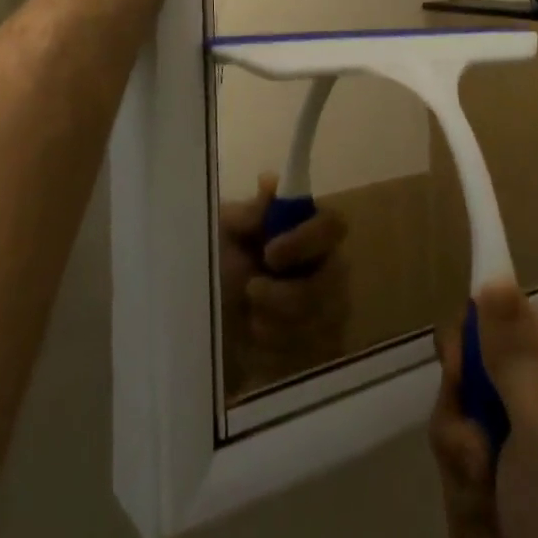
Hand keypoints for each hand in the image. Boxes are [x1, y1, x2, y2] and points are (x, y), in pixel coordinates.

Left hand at [218, 174, 351, 394]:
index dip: (307, 239)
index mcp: (304, 231)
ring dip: (277, 325)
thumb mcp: (220, 237)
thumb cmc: (214, 272)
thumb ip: (247, 214)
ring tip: (248, 321)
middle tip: (251, 292)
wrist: (203, 336)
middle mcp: (326, 267)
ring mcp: (329, 310)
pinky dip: (279, 352)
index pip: (333, 225)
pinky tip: (257, 345)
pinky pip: (316, 354)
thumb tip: (271, 182)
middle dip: (288, 296)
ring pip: (324, 322)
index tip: (270, 254)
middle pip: (333, 281)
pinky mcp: (323, 350)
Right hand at [430, 282, 537, 537]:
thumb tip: (493, 273)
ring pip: (453, 438)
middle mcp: (537, 392)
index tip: (461, 386)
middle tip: (483, 467)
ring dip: (464, 488)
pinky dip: (473, 522)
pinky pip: (460, 486)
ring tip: (499, 524)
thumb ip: (512, 353)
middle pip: (459, 382)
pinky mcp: (505, 492)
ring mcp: (520, 445)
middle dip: (459, 436)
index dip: (461, 353)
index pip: (483, 318)